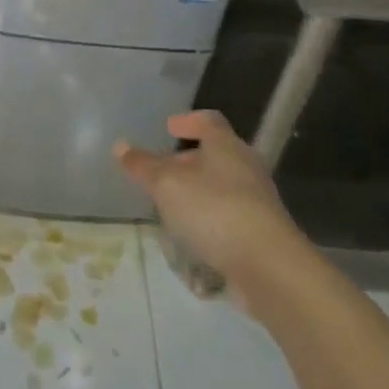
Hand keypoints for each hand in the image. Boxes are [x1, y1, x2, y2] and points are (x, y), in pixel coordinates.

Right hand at [114, 111, 299, 292]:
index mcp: (226, 146)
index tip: (169, 127)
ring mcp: (257, 201)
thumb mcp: (167, 184)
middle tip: (162, 171)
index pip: (209, 121)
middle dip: (188, 161)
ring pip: (222, 186)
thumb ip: (143, 166)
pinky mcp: (261, 233)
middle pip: (216, 154)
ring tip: (171, 205)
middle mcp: (246, 167)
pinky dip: (209, 219)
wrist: (269, 267)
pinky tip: (191, 236)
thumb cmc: (214, 210)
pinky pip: (229, 216)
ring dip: (198, 192)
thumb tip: (120, 146)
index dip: (188, 121)